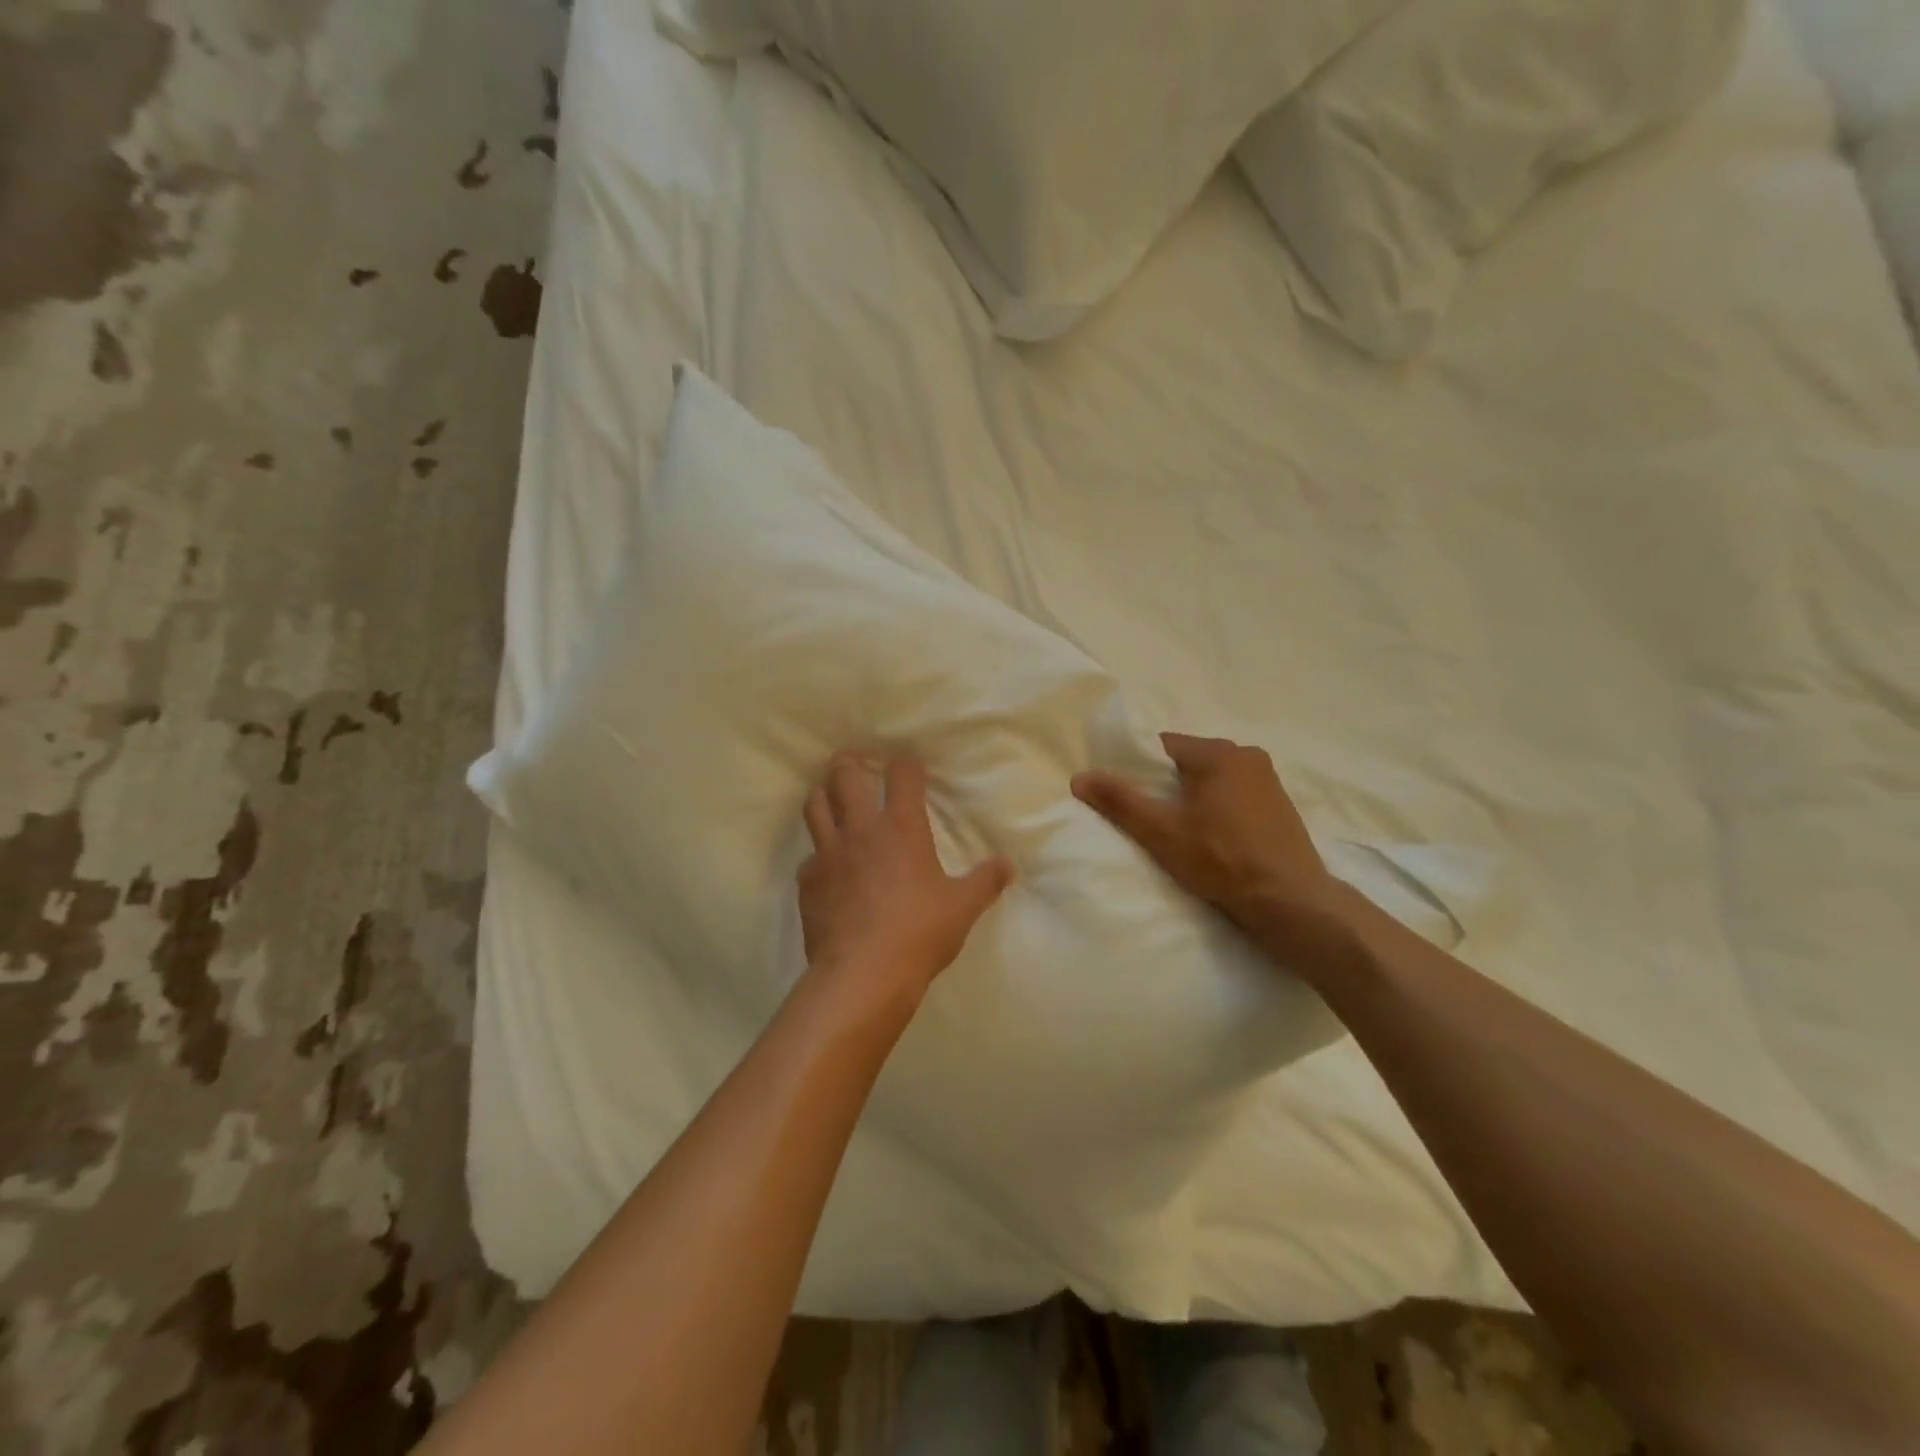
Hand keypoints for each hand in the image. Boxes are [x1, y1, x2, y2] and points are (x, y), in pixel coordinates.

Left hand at [798, 754, 1014, 1015]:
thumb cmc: (919, 933)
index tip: (909, 766)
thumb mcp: (962, 908)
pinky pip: (809, 856)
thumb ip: (985, 882)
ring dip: (822, 793)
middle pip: (846, 776)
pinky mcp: (808, 881)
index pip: (902, 776)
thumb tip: (1008, 866)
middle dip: (849, 762)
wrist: (863, 973)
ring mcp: (828, 853)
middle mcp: (861, 829)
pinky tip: (825, 865)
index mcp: (901, 827)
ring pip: (815, 806)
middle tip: (852, 760)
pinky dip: (817, 853)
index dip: (906, 765)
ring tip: (828, 793)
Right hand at [1072, 734, 1355, 973]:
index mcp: (1218, 753)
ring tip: (1182, 831)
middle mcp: (1247, 755)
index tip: (1129, 796)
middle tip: (1152, 818)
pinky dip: (1219, 808)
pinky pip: (1236, 794)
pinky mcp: (1281, 805)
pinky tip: (1214, 838)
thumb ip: (1120, 801)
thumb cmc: (1221, 860)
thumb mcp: (1161, 832)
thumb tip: (1079, 777)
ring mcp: (1269, 780)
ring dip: (1195, 797)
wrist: (1290, 901)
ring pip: (1214, 778)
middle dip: (1167, 784)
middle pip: (1189, 761)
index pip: (1163, 746)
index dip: (1139, 769)